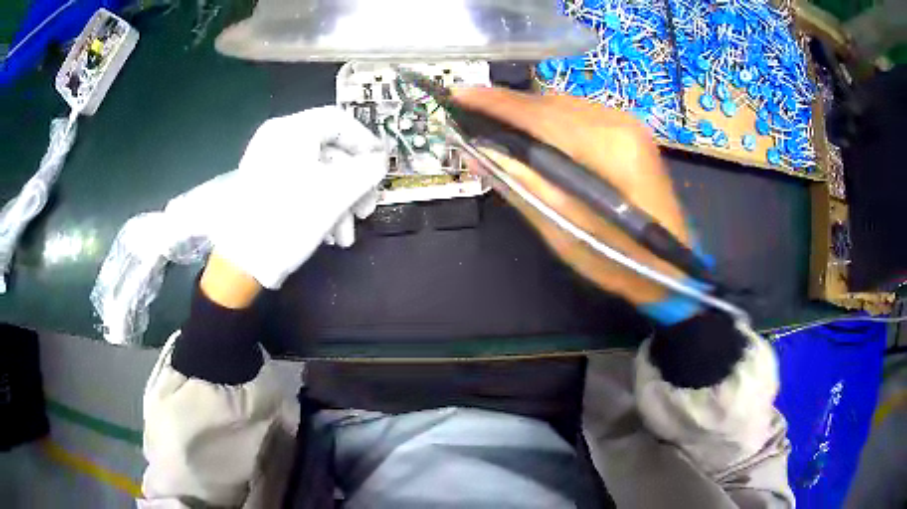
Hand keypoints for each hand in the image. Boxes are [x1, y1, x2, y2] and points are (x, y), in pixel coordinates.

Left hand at [169, 106, 386, 297]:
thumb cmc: (289, 218)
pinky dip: (319, 207)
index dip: (366, 143)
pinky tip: (327, 235)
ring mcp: (268, 164)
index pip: (339, 121)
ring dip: (339, 204)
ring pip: (318, 174)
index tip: (381, 169)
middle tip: (366, 211)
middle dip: (354, 185)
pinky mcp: (264, 188)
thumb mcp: (336, 193)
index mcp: (292, 130)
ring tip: (344, 236)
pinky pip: (301, 187)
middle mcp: (278, 140)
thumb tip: (380, 161)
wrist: (241, 262)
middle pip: (330, 152)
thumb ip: (367, 170)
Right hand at [453, 88, 689, 306]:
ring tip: (499, 127)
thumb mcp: (563, 230)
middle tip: (472, 116)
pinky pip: (580, 114)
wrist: (670, 267)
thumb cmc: (618, 259)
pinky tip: (536, 135)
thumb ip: (520, 185)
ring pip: (564, 105)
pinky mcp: (630, 131)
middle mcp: (619, 123)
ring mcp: (629, 123)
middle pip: (551, 103)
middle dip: (509, 107)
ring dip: (530, 114)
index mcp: (607, 149)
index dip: (496, 103)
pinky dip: (552, 120)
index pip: (540, 115)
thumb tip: (478, 153)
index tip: (458, 94)